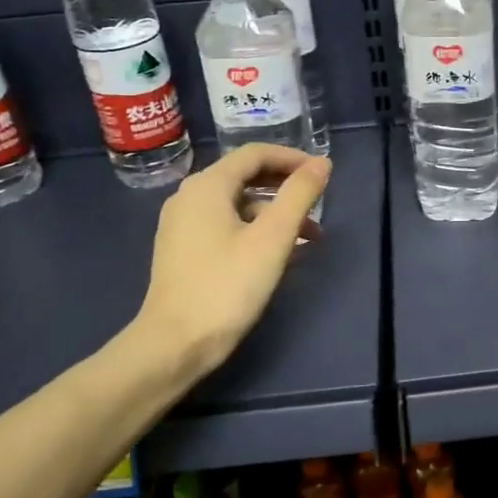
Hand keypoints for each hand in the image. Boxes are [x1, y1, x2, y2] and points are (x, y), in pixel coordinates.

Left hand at [133, 144, 331, 376]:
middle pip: (244, 175)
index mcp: (207, 186)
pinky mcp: (182, 249)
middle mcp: (189, 196)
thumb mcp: (273, 238)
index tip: (323, 173)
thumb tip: (322, 163)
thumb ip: (299, 195)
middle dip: (285, 185)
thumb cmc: (227, 286)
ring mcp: (182, 224)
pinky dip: (254, 227)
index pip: (255, 154)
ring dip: (274, 210)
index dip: (292, 158)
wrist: (174, 344)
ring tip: (308, 235)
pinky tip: (277, 251)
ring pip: (236, 202)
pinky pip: (225, 223)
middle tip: (319, 200)